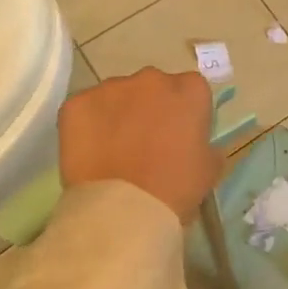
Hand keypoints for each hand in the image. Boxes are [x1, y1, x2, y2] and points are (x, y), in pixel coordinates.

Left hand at [58, 68, 220, 225]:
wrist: (122, 210)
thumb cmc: (175, 188)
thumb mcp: (210, 168)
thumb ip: (207, 146)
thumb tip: (199, 145)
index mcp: (189, 90)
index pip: (191, 90)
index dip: (184, 113)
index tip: (179, 136)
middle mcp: (152, 78)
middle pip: (153, 87)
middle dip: (150, 108)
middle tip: (146, 143)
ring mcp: (111, 88)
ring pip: (117, 96)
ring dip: (118, 115)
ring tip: (114, 151)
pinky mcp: (77, 103)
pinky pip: (85, 109)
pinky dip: (88, 125)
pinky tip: (90, 152)